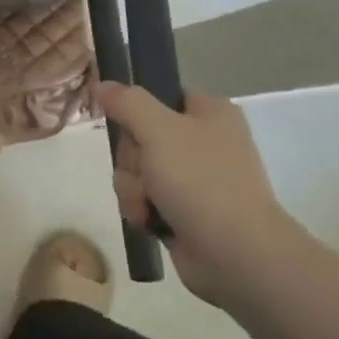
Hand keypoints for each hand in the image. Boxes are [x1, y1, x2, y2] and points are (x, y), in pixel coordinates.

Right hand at [100, 82, 292, 306]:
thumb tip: (102, 84)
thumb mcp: (159, 130)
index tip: (127, 128)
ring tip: (149, 205)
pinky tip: (150, 222)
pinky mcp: (184, 211)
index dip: (136, 112)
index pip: (159, 96)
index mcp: (210, 113)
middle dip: (132, 160)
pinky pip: (145, 199)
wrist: (236, 254)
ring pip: (138, 171)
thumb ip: (127, 102)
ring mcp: (195, 179)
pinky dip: (142, 210)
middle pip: (140, 137)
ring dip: (133, 188)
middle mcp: (204, 142)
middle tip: (145, 173)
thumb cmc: (201, 181)